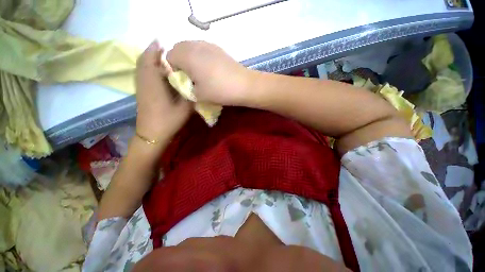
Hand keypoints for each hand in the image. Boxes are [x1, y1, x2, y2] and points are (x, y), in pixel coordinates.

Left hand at [136, 40, 191, 142]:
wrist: (152, 134)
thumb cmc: (168, 120)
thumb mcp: (184, 107)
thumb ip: (189, 93)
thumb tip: (193, 83)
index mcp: (154, 83)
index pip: (152, 60)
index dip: (157, 49)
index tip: (164, 41)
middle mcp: (144, 81)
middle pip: (144, 60)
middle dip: (152, 51)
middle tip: (163, 47)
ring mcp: (141, 87)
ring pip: (141, 66)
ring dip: (149, 58)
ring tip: (160, 55)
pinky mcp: (141, 92)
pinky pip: (142, 73)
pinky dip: (147, 67)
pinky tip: (156, 70)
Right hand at [167, 41, 254, 105]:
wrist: (243, 85)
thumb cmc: (219, 91)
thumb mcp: (198, 95)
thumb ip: (185, 88)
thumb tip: (182, 83)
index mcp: (186, 55)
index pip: (168, 58)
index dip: (172, 70)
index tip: (182, 81)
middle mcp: (195, 45)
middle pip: (178, 49)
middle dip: (180, 63)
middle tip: (189, 77)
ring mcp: (208, 44)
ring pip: (191, 48)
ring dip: (190, 59)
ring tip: (200, 74)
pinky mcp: (218, 48)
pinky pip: (202, 49)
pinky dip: (201, 57)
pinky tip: (210, 69)